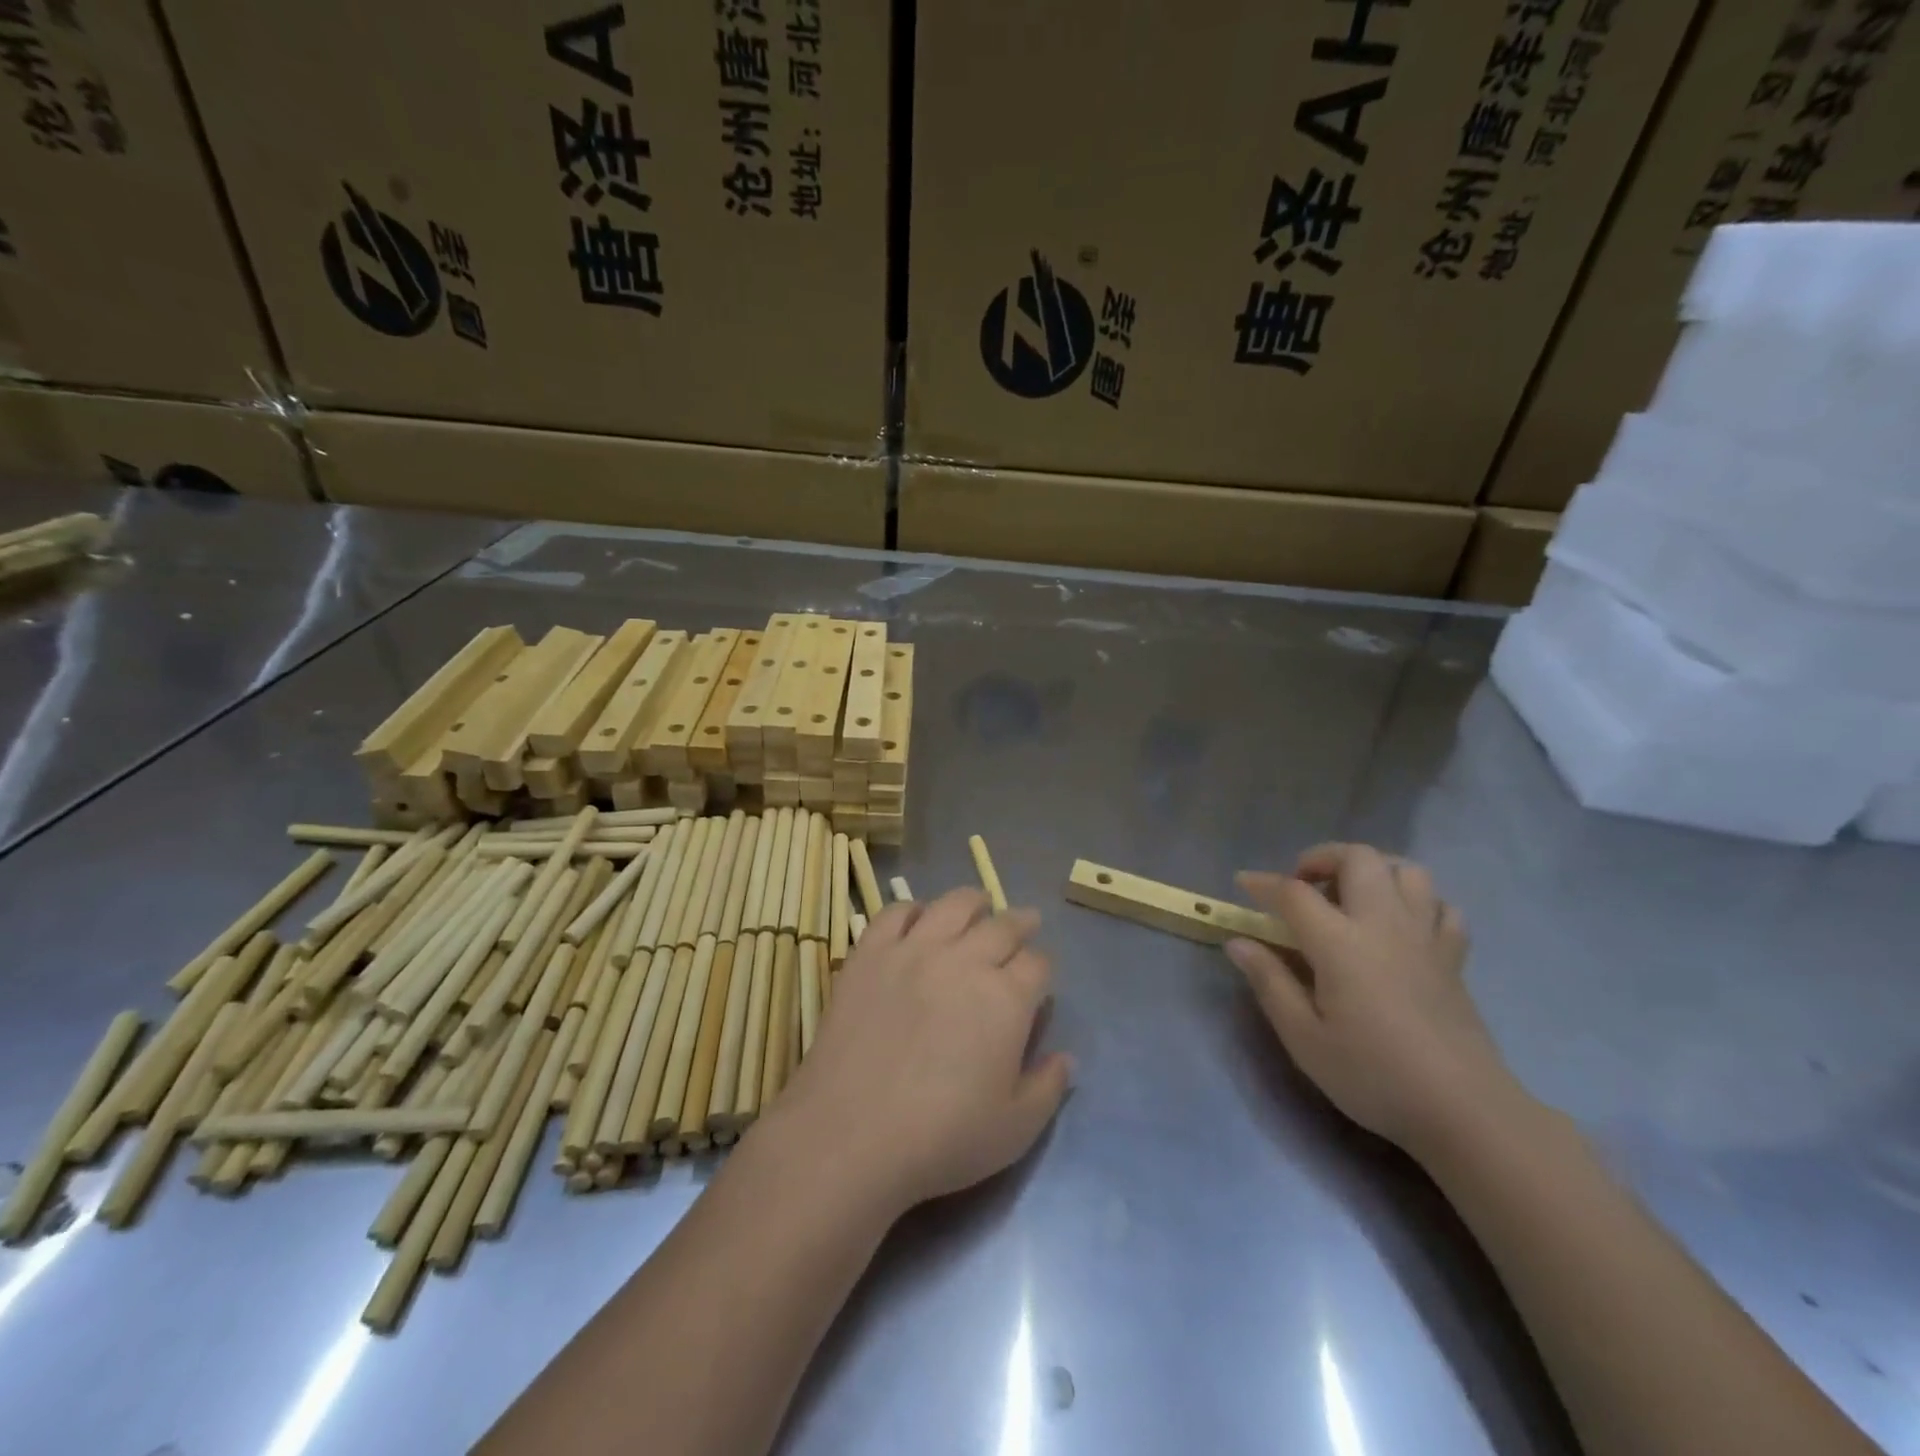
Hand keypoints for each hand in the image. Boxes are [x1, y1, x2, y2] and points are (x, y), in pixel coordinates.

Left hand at [775, 888, 1072, 1215]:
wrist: (852, 1135)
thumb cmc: (942, 1139)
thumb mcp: (1014, 1129)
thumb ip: (1048, 1088)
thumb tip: (1066, 1058)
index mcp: (1007, 998)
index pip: (1038, 964)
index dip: (1043, 968)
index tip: (1040, 976)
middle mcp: (965, 960)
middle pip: (1002, 926)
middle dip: (1020, 923)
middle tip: (1025, 921)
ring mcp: (913, 950)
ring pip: (953, 905)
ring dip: (974, 901)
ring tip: (979, 903)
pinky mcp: (870, 954)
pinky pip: (895, 913)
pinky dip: (912, 909)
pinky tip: (918, 918)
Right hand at [1227, 843, 1515, 1159]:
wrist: (1465, 1111)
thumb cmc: (1374, 1075)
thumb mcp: (1304, 1038)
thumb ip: (1270, 982)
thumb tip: (1238, 942)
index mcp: (1340, 943)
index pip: (1294, 893)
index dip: (1263, 883)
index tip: (1243, 883)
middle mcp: (1384, 925)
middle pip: (1358, 858)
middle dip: (1322, 858)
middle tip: (1302, 886)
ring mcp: (1425, 937)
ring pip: (1406, 870)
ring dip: (1373, 872)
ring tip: (1351, 899)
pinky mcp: (1453, 957)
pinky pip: (1441, 907)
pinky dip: (1417, 903)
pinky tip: (1400, 927)